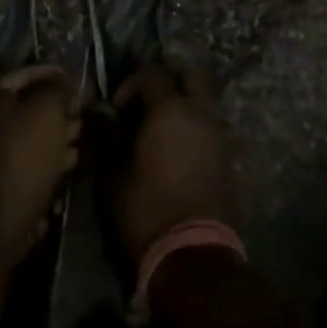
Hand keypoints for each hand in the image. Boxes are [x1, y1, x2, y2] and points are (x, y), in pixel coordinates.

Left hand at [0, 67, 79, 264]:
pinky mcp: (2, 185)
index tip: (77, 79)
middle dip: (59, 109)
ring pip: (32, 138)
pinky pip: (32, 165)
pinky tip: (71, 163)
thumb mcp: (46, 112)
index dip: (53, 74)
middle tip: (84, 112)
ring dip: (59, 137)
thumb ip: (58, 91)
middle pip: (29, 108)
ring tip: (83, 138)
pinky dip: (51, 162)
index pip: (25, 75)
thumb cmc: (21, 155)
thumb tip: (66, 83)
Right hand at [107, 64, 234, 264]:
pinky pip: (210, 126)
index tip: (117, 108)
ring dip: (184, 104)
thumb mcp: (114, 173)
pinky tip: (176, 150)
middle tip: (147, 102)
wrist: (192, 254)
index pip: (152, 73)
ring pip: (204, 101)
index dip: (131, 83)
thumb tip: (98, 113)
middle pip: (191, 75)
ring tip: (159, 130)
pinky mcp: (228, 158)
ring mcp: (218, 135)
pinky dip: (194, 126)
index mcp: (170, 110)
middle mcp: (199, 114)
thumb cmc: (146, 208)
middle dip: (169, 80)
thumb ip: (107, 136)